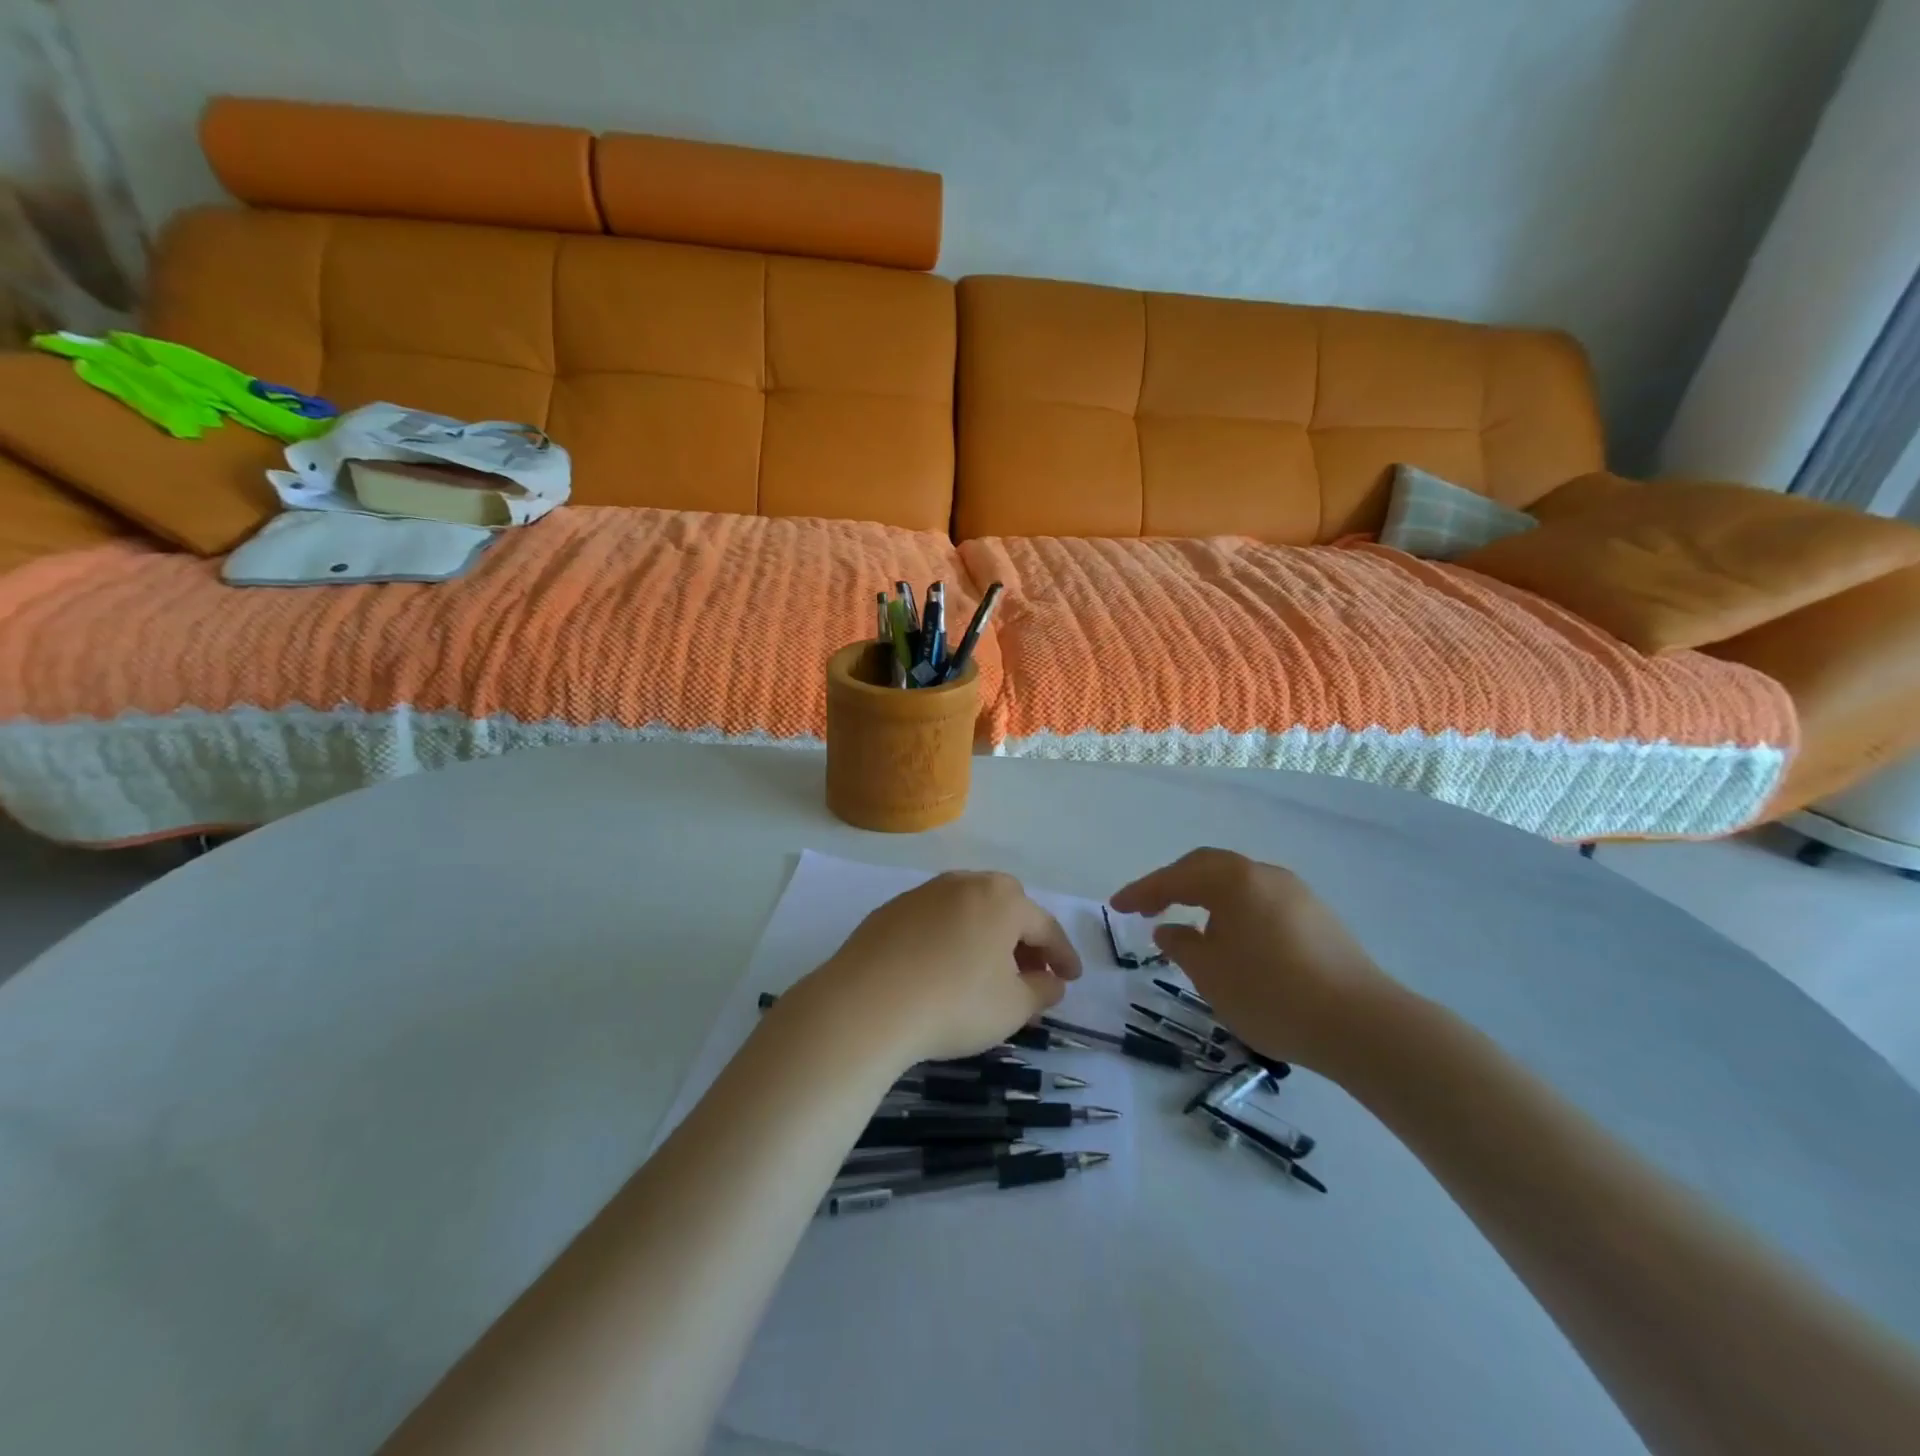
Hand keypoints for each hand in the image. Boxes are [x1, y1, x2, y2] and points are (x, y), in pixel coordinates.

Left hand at [792, 871, 1082, 1064]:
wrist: (865, 1005)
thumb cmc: (953, 1004)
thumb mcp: (1013, 1007)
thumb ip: (1041, 991)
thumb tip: (1052, 982)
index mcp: (1001, 899)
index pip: (1044, 926)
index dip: (1063, 955)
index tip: (1072, 979)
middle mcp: (964, 883)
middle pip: (1006, 908)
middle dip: (1023, 940)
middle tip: (1030, 974)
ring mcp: (923, 893)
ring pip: (968, 911)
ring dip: (986, 937)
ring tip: (986, 974)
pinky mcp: (891, 910)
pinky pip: (935, 920)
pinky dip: (950, 939)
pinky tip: (942, 970)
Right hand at [1110, 848, 1395, 1071]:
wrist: (1361, 1025)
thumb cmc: (1271, 993)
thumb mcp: (1210, 974)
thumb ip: (1181, 945)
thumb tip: (1170, 930)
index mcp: (1234, 880)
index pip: (1176, 877)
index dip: (1142, 891)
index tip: (1116, 906)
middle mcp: (1265, 875)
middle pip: (1208, 868)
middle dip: (1173, 885)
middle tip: (1147, 908)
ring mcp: (1297, 894)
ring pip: (1238, 884)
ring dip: (1206, 897)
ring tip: (1188, 925)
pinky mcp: (1318, 918)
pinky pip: (1261, 902)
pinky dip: (1235, 912)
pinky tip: (1232, 940)